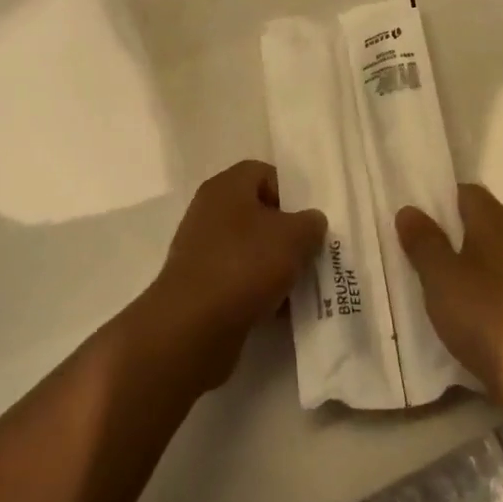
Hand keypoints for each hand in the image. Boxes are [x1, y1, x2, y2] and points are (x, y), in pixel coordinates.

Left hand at [145, 161, 326, 389]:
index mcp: (226, 187)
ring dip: (275, 265)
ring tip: (298, 286)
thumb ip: (311, 223)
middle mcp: (209, 212)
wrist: (192, 327)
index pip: (264, 173)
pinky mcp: (200, 285)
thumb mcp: (294, 237)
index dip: (290, 193)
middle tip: (309, 254)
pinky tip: (277, 310)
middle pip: (258, 213)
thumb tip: (310, 222)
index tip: (308, 221)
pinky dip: (258, 290)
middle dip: (286, 234)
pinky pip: (238, 279)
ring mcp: (202, 249)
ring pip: (250, 249)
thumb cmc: (245, 265)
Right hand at [397, 185, 502, 410]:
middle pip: (487, 223)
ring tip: (449, 287)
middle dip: (457, 233)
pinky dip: (495, 291)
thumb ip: (424, 242)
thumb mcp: (440, 279)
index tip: (420, 219)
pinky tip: (480, 316)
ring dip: (477, 264)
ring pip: (502, 256)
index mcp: (499, 225)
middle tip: (426, 254)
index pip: (470, 193)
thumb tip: (410, 210)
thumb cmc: (486, 318)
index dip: (443, 199)